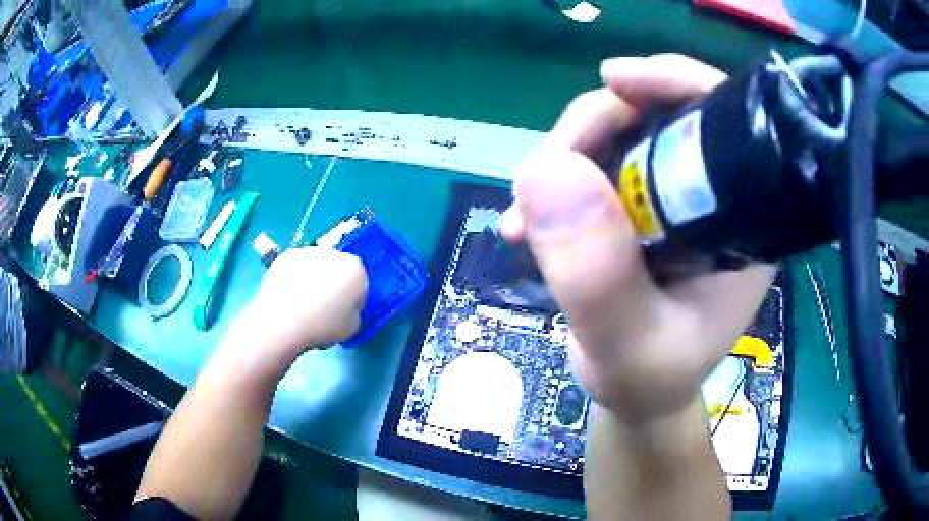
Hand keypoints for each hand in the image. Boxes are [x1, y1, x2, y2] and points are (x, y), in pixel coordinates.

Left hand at [238, 247, 367, 353]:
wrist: (282, 320)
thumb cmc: (322, 326)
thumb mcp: (352, 328)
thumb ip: (354, 312)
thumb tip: (344, 308)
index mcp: (355, 270)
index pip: (360, 283)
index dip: (352, 299)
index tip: (343, 313)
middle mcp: (334, 254)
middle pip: (338, 270)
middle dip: (333, 284)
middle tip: (323, 308)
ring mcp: (308, 251)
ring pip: (316, 266)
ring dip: (313, 278)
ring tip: (302, 303)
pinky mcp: (286, 255)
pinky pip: (296, 267)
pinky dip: (294, 278)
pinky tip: (288, 297)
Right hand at [502, 55, 774, 424]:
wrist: (637, 395)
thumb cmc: (649, 379)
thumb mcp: (626, 343)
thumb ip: (596, 272)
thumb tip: (545, 169)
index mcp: (742, 217)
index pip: (722, 119)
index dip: (672, 83)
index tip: (613, 80)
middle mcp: (713, 194)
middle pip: (657, 114)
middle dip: (593, 129)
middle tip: (542, 173)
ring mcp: (672, 196)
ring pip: (616, 135)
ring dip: (562, 161)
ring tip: (523, 218)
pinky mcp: (638, 205)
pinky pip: (592, 166)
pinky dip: (552, 185)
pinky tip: (524, 223)